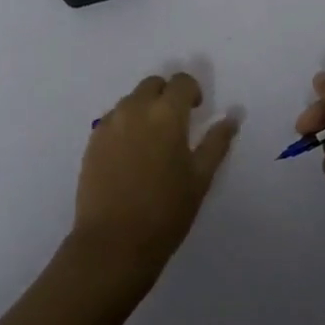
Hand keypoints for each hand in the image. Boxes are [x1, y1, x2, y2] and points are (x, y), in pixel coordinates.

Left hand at [72, 72, 237, 285]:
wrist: (114, 243)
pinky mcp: (92, 141)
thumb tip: (232, 116)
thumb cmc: (166, 211)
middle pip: (153, 84)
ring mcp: (109, 124)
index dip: (192, 91)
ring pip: (131, 100)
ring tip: (152, 143)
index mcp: (166, 114)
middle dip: (167, 95)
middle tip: (176, 124)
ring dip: (145, 108)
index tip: (196, 111)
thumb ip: (217, 142)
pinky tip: (131, 155)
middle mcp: (135, 109)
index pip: (181, 82)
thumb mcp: (200, 178)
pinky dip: (126, 125)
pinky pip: (113, 119)